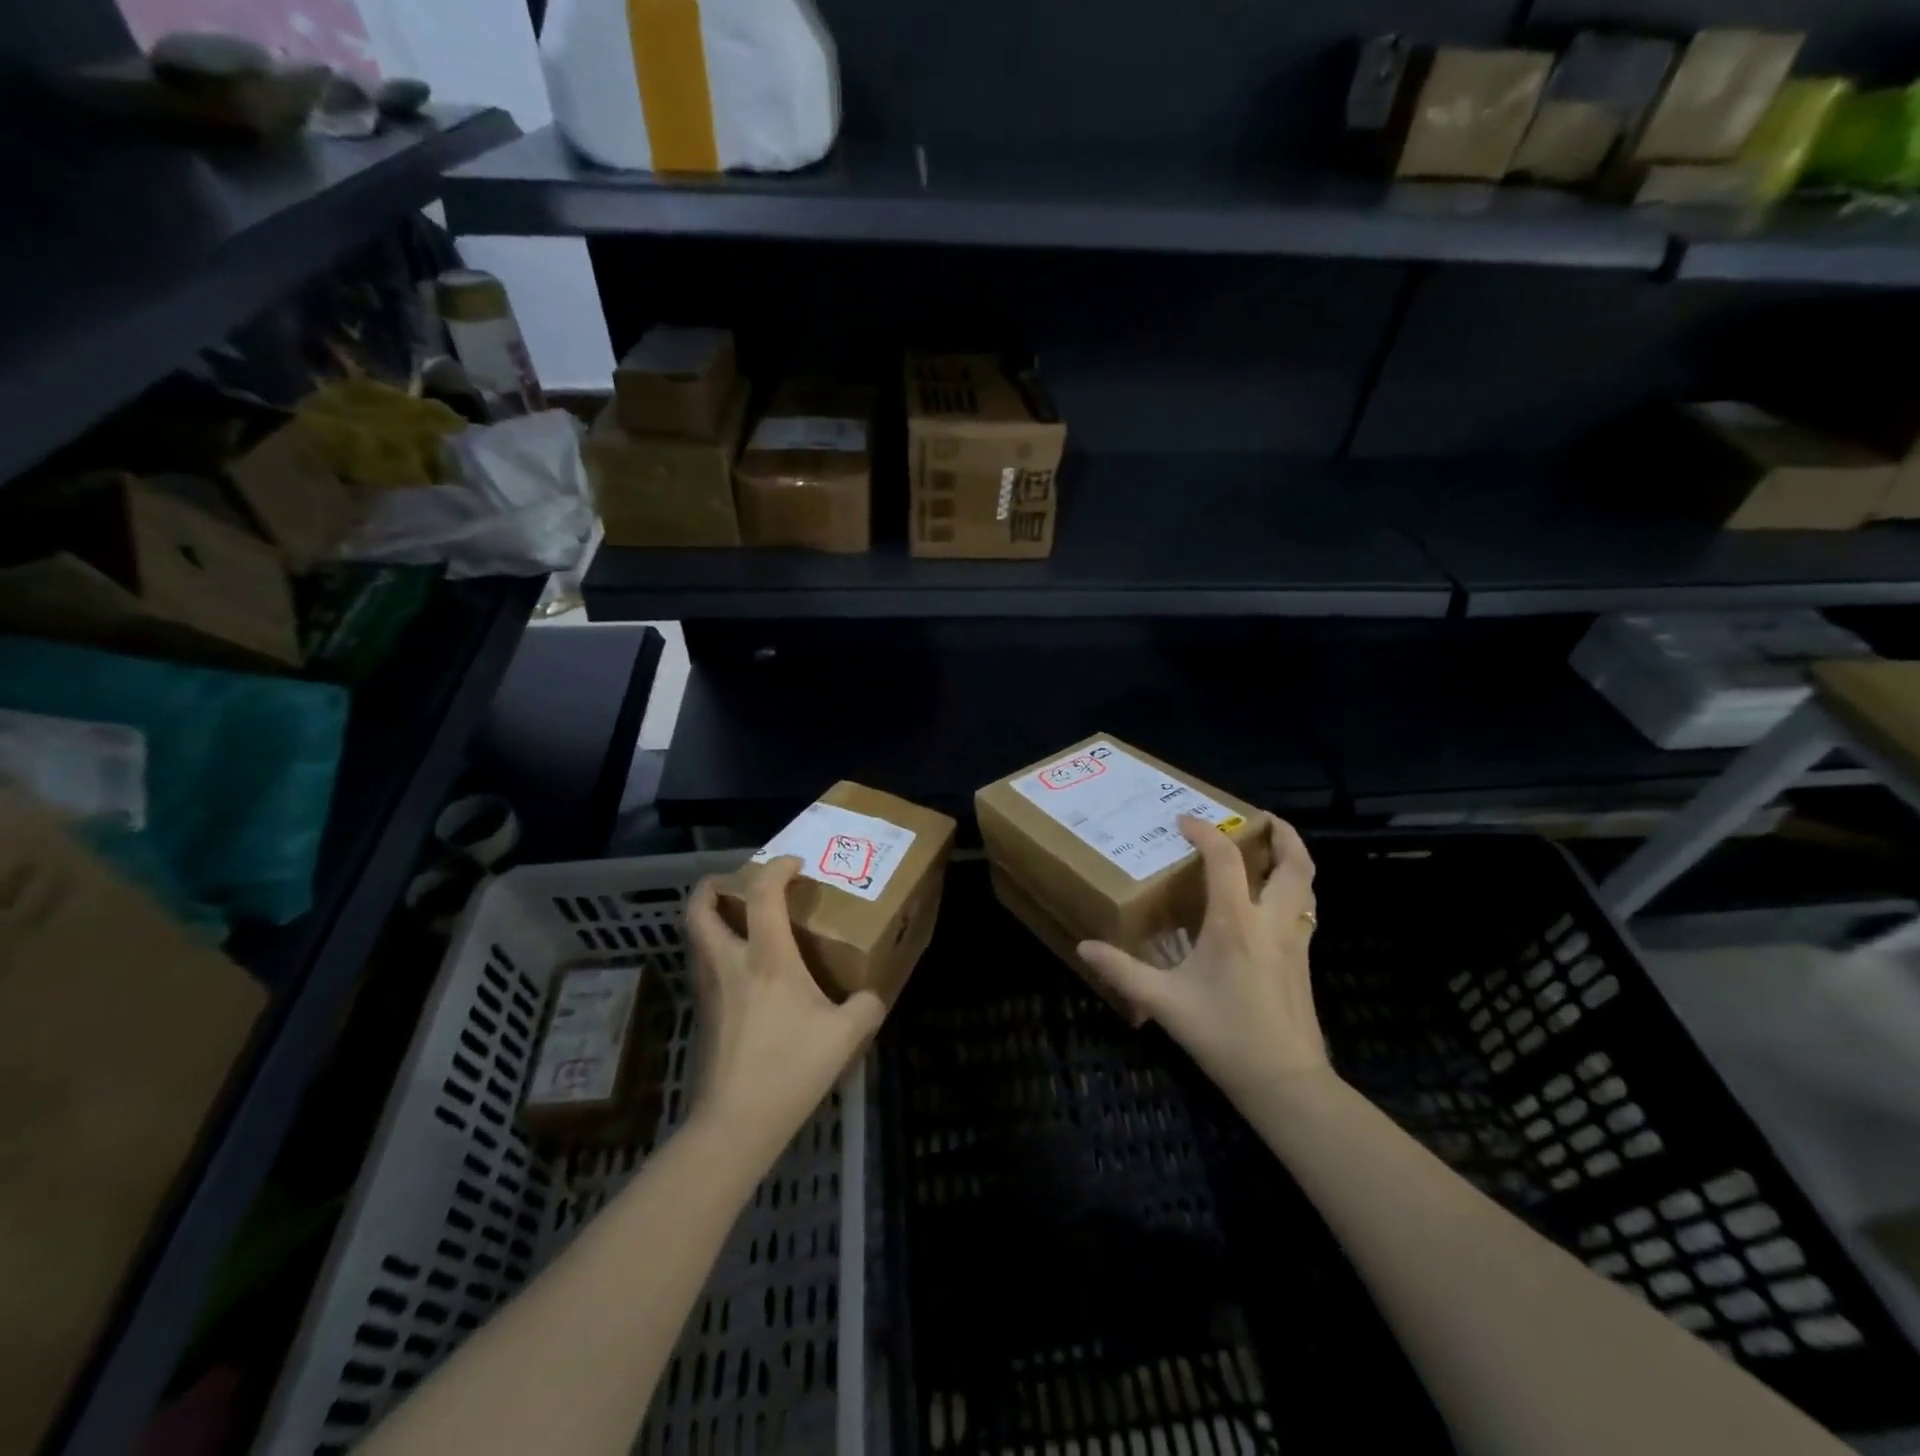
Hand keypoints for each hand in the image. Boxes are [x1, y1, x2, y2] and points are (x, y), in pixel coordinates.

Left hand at [685, 858, 885, 1159]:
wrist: (735, 1123)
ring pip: (696, 937)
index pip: (762, 893)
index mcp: (767, 958)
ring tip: (740, 919)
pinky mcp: (704, 1014)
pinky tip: (744, 969)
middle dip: (713, 885)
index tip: (795, 863)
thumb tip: (871, 996)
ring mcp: (710, 989)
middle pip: (700, 908)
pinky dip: (717, 949)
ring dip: (711, 917)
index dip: (776, 868)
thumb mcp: (845, 1036)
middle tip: (735, 880)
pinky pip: (705, 964)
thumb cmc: (790, 1069)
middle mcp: (730, 963)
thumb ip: (866, 1006)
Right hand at [1077, 815, 1330, 1109]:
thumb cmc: (1224, 1035)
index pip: (1225, 860)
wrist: (1285, 1081)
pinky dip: (1294, 888)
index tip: (1183, 822)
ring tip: (1272, 848)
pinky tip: (1272, 901)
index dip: (1206, 833)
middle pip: (1293, 862)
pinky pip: (1305, 908)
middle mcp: (1271, 921)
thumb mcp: (1165, 1003)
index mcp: (1236, 923)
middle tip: (1260, 818)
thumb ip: (1123, 971)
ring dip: (1293, 858)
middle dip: (1281, 833)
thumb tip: (1084, 947)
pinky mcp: (1304, 960)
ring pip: (1307, 884)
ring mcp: (1295, 940)